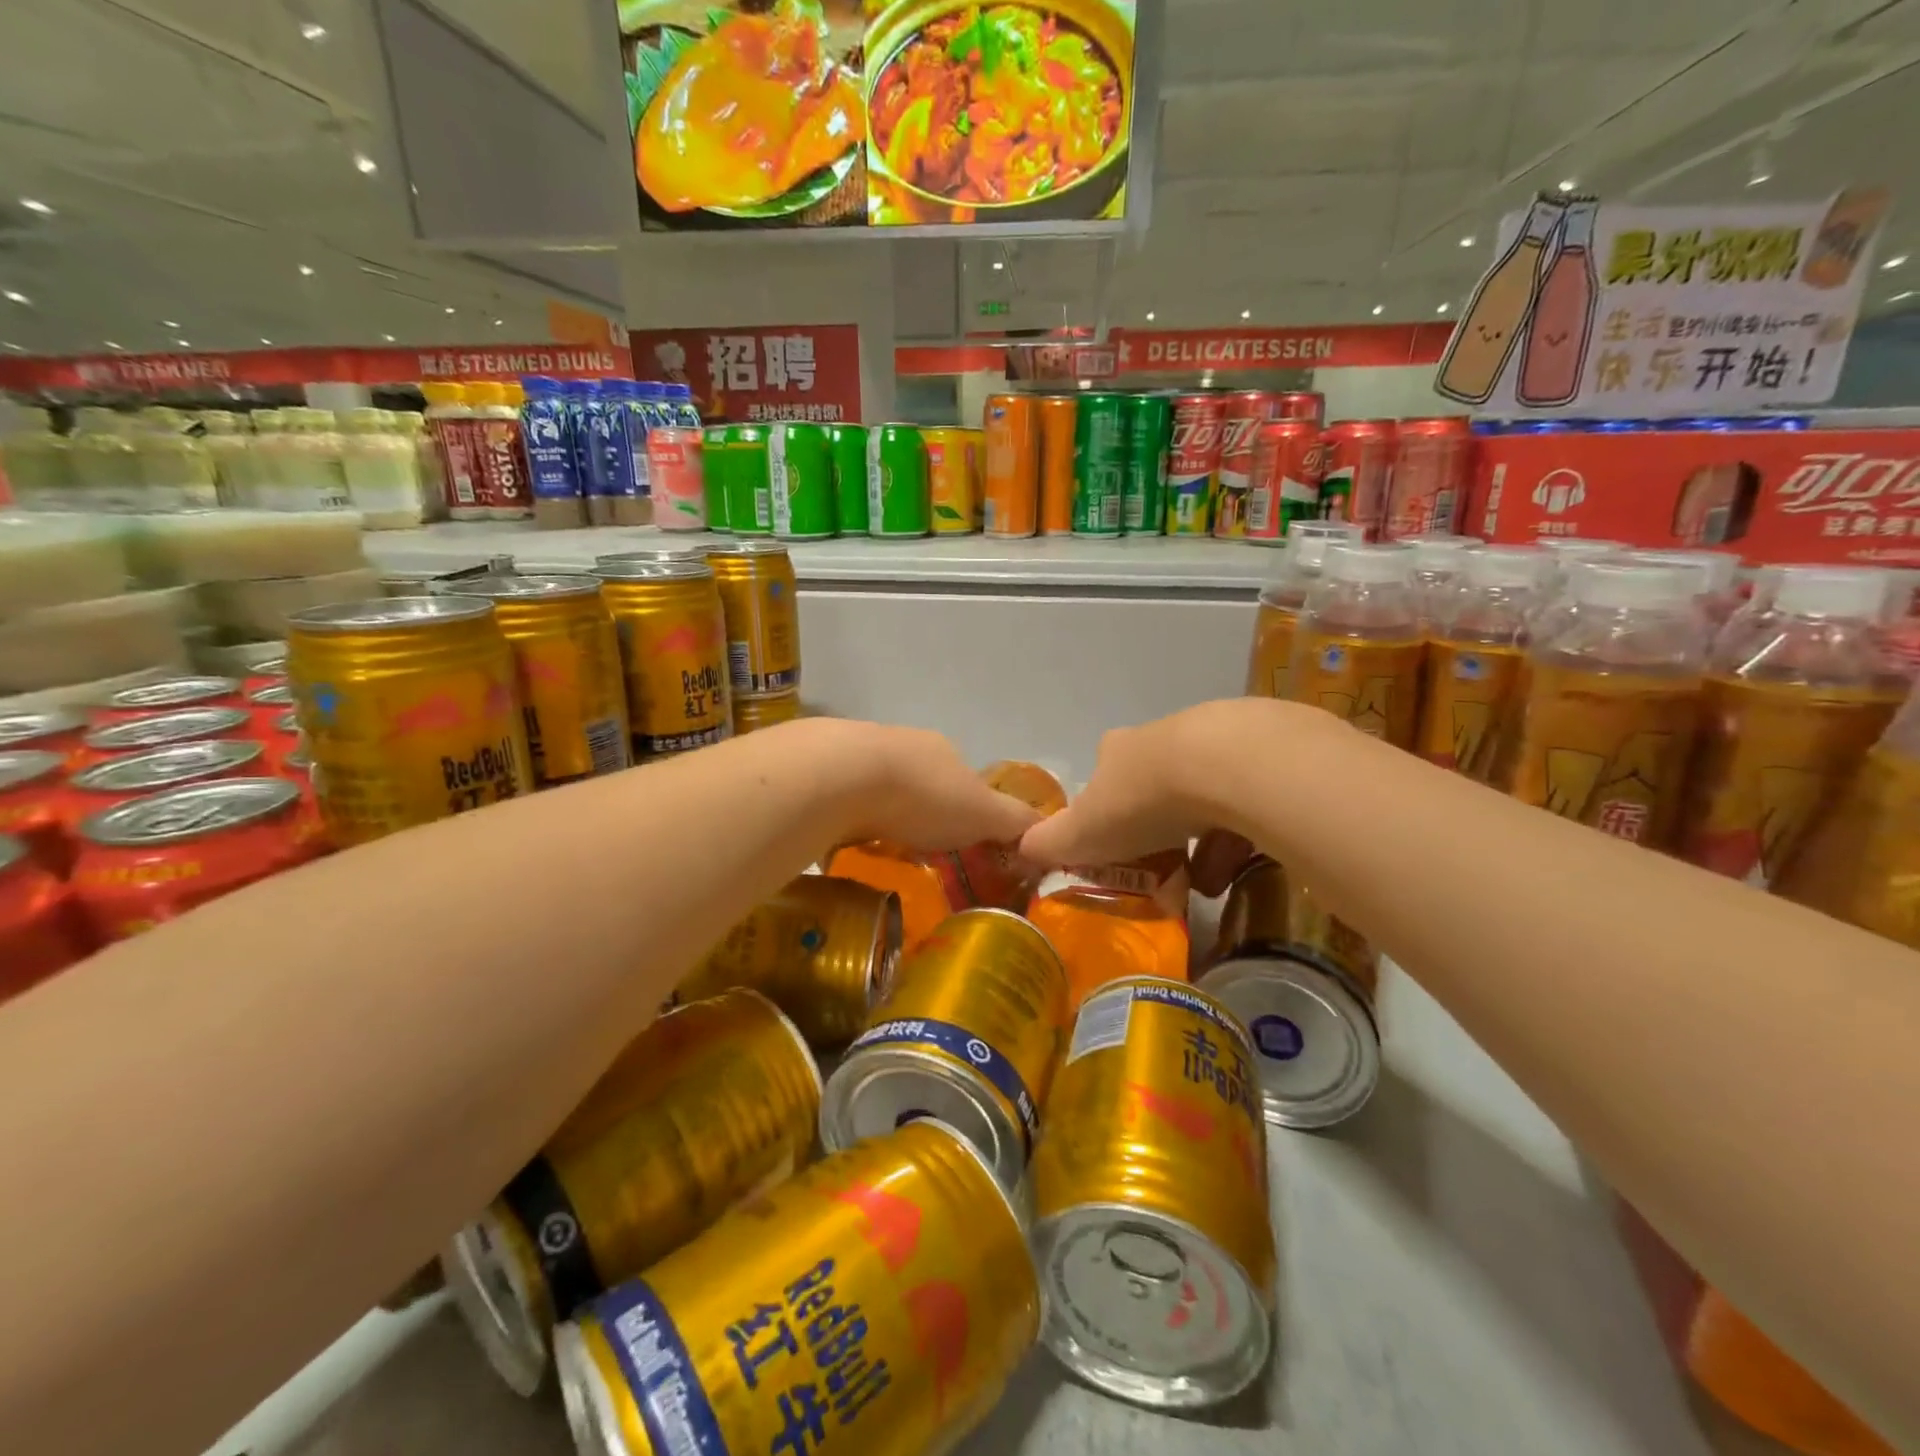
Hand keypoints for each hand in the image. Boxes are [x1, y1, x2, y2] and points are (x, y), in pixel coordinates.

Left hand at [818, 721, 1043, 851]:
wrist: (841, 776)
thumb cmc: (922, 794)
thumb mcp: (983, 813)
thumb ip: (1014, 822)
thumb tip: (1047, 832)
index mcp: (943, 750)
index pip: (965, 781)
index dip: (968, 812)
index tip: (963, 845)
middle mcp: (903, 745)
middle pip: (921, 784)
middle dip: (923, 815)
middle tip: (922, 856)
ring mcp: (858, 755)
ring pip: (880, 791)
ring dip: (884, 817)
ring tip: (883, 853)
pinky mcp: (822, 771)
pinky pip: (844, 800)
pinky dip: (850, 819)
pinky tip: (848, 842)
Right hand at [1019, 698, 1323, 874]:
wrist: (1222, 767)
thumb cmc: (1140, 800)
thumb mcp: (1083, 832)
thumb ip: (1050, 843)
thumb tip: (1020, 848)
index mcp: (1118, 751)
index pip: (1104, 777)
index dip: (1105, 811)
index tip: (1114, 845)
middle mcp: (1162, 738)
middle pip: (1155, 785)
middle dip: (1157, 828)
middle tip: (1161, 868)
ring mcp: (1214, 741)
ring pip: (1203, 795)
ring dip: (1199, 840)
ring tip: (1202, 884)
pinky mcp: (1260, 754)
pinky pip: (1245, 802)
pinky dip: (1237, 837)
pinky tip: (1235, 870)